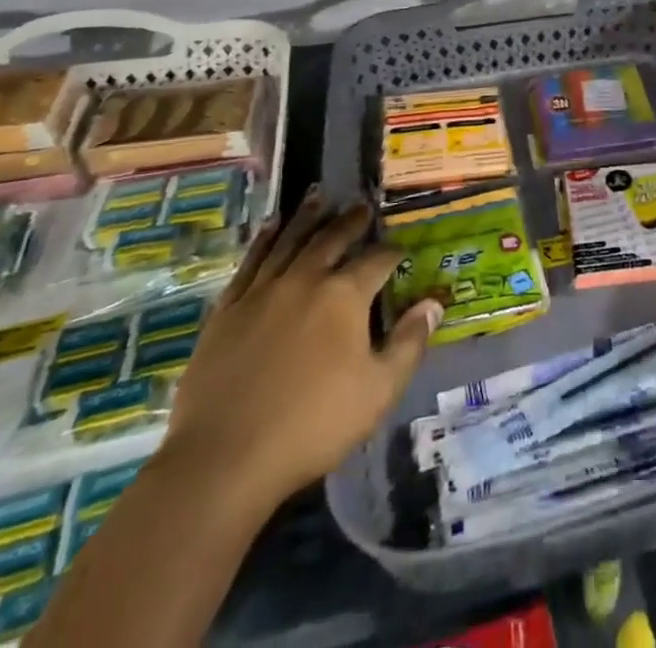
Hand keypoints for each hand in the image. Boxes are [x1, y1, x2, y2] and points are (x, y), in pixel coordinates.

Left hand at [163, 191, 440, 518]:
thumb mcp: (378, 391)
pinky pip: (251, 262)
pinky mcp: (228, 309)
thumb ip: (408, 344)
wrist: (223, 459)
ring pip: (290, 240)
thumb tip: (432, 304)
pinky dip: (265, 240)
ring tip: (318, 197)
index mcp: (344, 296)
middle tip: (361, 205)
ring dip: (308, 217)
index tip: (401, 250)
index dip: (392, 252)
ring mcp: (262, 291)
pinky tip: (272, 228)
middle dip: (351, 221)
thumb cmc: (311, 426)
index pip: (377, 260)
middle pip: (332, 238)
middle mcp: (305, 279)